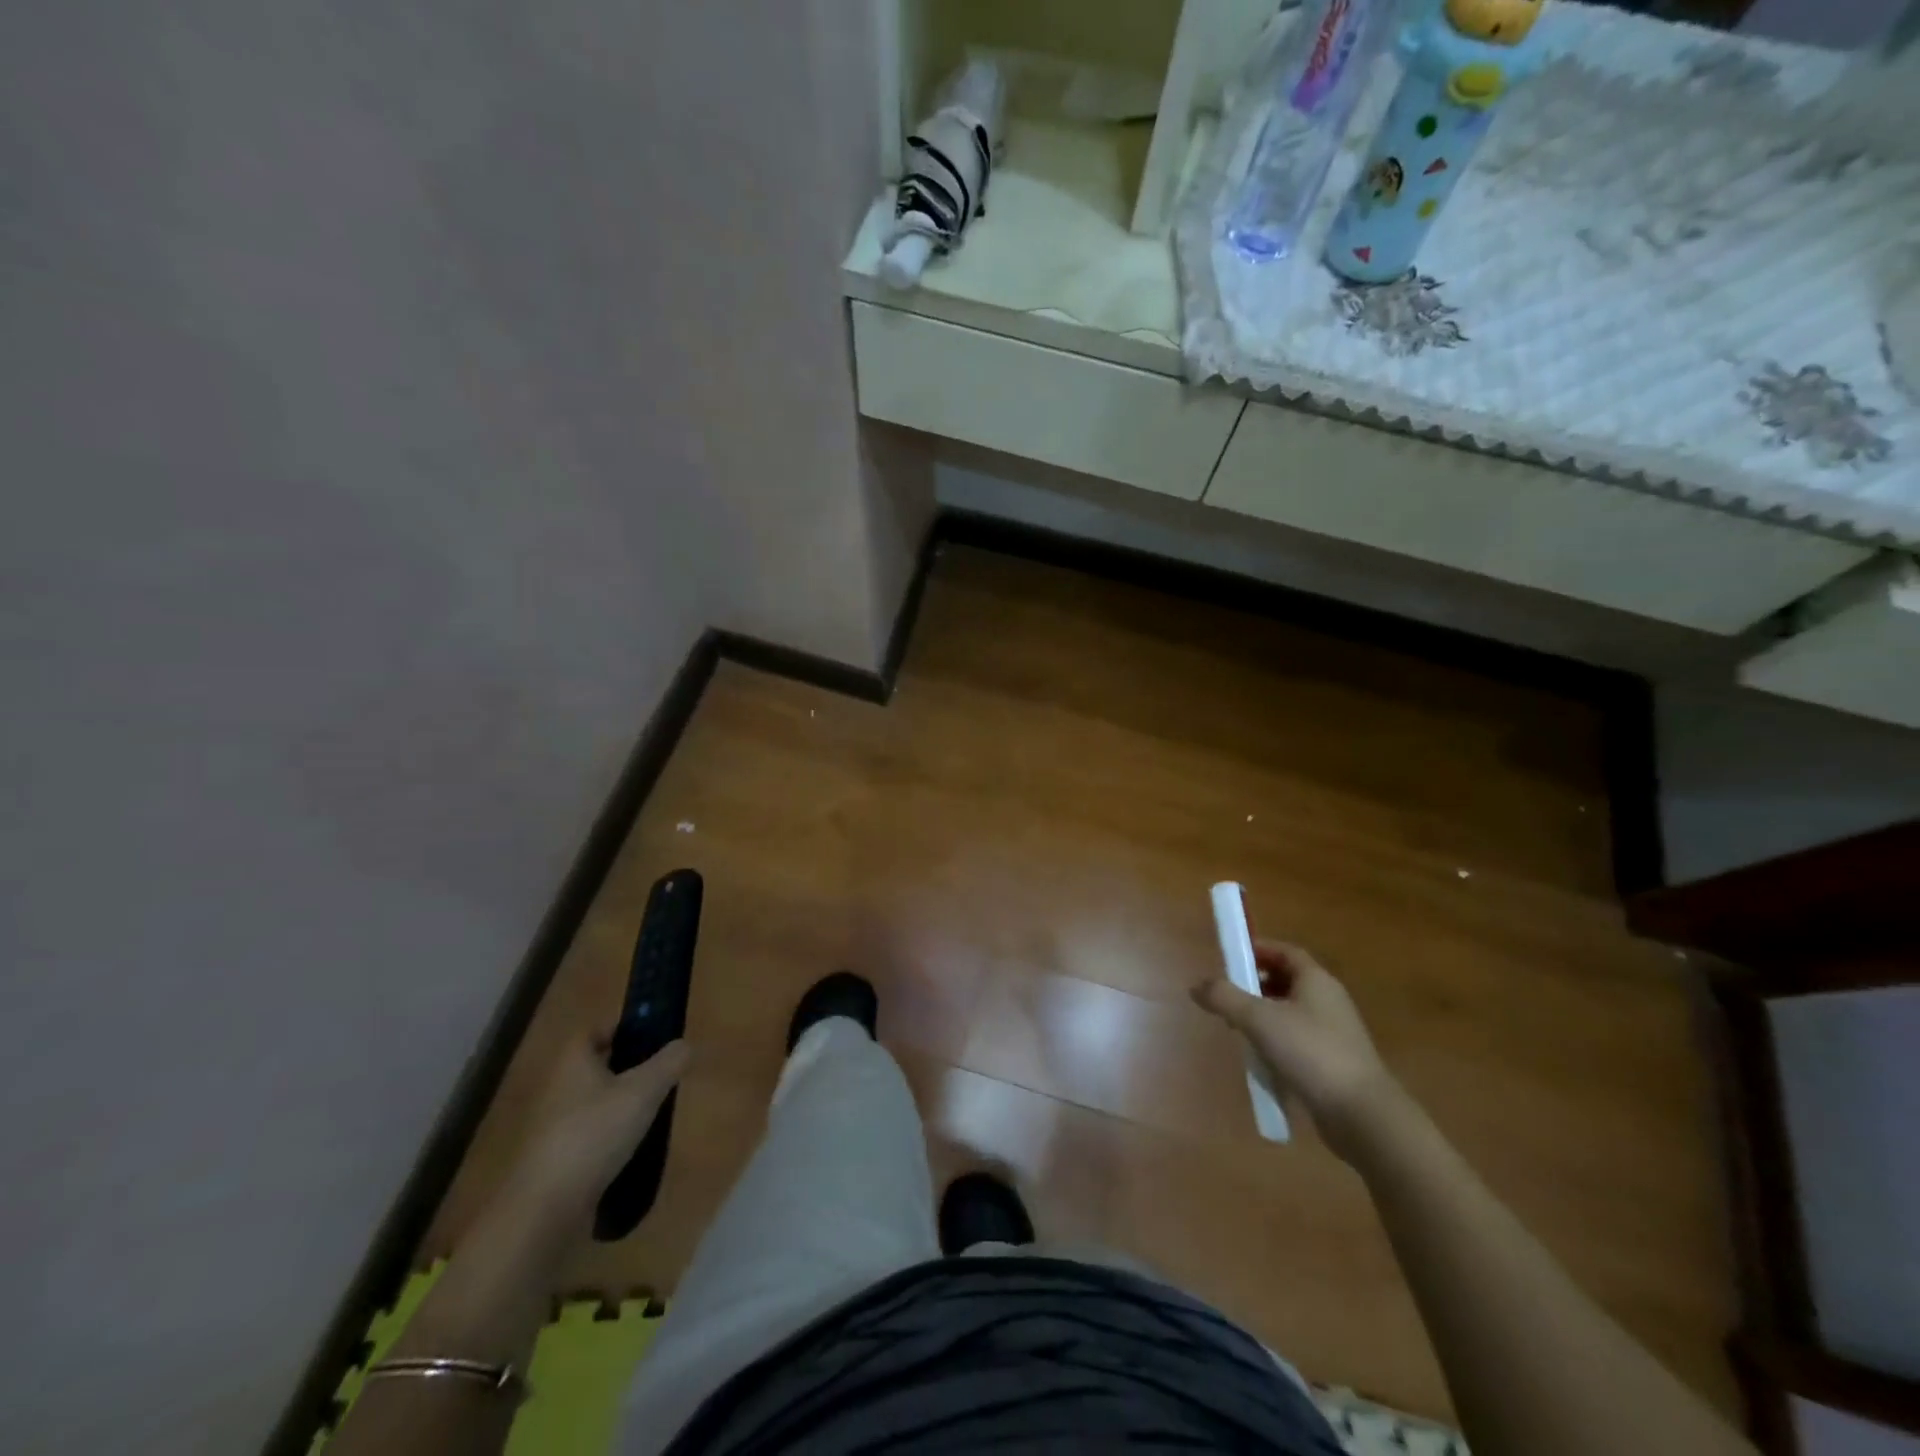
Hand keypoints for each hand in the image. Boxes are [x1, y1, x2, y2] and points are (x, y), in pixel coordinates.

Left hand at [507, 1035, 690, 1227]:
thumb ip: (668, 1063)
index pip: (593, 1030)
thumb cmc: (595, 1133)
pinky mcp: (554, 1159)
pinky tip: (631, 1147)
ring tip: (651, 1111)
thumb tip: (684, 1045)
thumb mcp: (644, 1091)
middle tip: (659, 1073)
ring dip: (618, 1102)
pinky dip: (608, 1134)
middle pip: (594, 1066)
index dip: (620, 1028)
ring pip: (592, 1101)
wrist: (546, 1208)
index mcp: (573, 1062)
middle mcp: (557, 1088)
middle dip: (625, 1066)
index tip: (650, 1036)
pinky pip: (587, 1133)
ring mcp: (552, 1126)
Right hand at [1192, 941, 1395, 1161]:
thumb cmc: (1310, 1052)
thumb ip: (1224, 997)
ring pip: (1290, 1012)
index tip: (1230, 957)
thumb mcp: (1259, 1019)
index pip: (1285, 951)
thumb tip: (1196, 986)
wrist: (1361, 1115)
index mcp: (1316, 980)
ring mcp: (1333, 1033)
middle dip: (1255, 983)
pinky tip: (1259, 1058)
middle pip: (1286, 980)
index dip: (1258, 949)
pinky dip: (1276, 1041)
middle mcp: (1328, 1000)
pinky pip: (1297, 1039)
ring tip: (1236, 1028)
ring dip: (1263, 1015)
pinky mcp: (1333, 1062)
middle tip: (1227, 994)